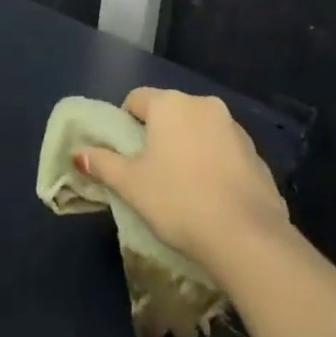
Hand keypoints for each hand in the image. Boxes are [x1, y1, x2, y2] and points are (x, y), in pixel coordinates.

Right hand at [77, 88, 289, 282]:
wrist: (247, 237)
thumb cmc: (177, 200)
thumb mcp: (130, 184)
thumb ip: (103, 164)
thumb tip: (79, 153)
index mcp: (170, 104)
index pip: (136, 99)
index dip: (125, 123)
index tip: (124, 154)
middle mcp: (203, 105)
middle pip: (170, 113)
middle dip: (158, 135)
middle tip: (149, 171)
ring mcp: (235, 128)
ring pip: (199, 130)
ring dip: (188, 148)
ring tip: (182, 187)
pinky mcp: (257, 155)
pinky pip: (224, 152)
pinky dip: (214, 165)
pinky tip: (211, 197)